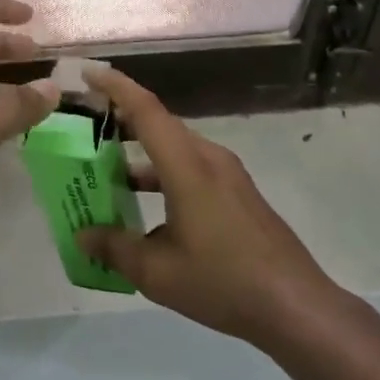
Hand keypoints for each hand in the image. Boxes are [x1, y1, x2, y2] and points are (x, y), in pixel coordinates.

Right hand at [75, 65, 336, 344]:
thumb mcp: (157, 272)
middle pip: (160, 124)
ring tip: (106, 169)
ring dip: (142, 152)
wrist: (296, 307)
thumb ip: (115, 248)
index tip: (87, 73)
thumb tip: (83, 235)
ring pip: (175, 148)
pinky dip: (162, 173)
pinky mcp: (238, 193)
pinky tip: (145, 205)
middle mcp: (209, 158)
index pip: (146, 110)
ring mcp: (228, 175)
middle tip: (85, 125)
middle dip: (121, 119)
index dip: (115, 87)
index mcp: (187, 166)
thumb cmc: (223, 282)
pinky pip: (191, 167)